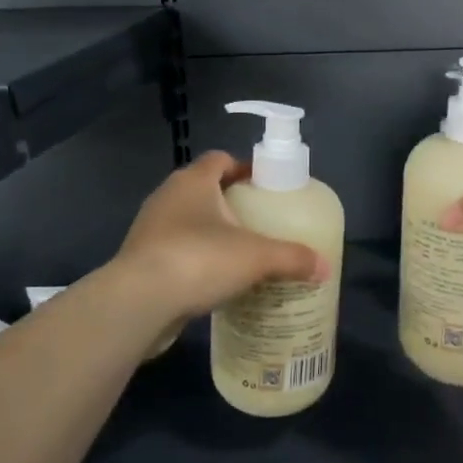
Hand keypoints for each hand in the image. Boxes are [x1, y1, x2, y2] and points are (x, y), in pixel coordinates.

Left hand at [117, 151, 329, 320]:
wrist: (138, 302)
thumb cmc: (199, 260)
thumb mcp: (257, 257)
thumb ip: (293, 258)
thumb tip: (325, 267)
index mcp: (193, 181)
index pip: (221, 159)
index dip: (244, 168)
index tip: (265, 186)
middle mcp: (168, 196)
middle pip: (204, 189)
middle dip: (231, 203)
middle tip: (259, 223)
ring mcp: (149, 228)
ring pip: (188, 221)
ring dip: (210, 233)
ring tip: (239, 254)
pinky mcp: (140, 259)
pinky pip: (175, 250)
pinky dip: (194, 259)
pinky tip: (214, 281)